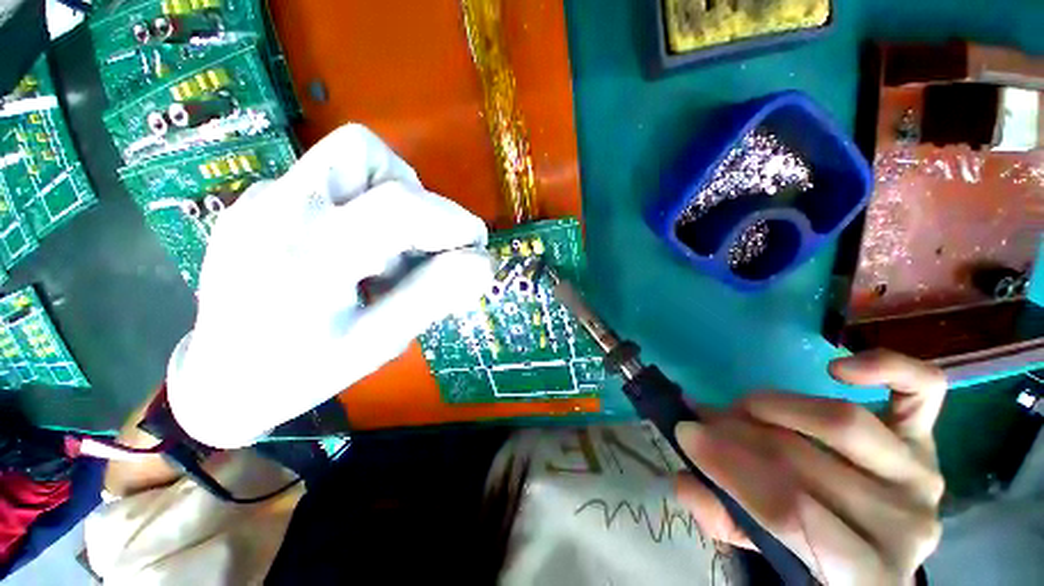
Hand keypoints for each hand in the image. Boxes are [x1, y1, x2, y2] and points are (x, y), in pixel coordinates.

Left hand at [167, 124, 493, 447]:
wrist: (220, 380)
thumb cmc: (299, 372)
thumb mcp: (377, 343)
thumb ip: (433, 296)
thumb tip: (483, 262)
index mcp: (305, 254)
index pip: (399, 206)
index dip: (454, 221)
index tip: (476, 248)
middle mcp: (276, 207)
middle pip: (365, 153)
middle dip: (416, 197)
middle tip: (421, 248)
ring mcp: (260, 198)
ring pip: (348, 158)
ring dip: (390, 197)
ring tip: (388, 252)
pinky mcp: (259, 201)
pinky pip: (330, 181)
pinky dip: (363, 209)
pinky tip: (354, 254)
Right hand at [675, 350, 945, 584]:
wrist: (878, 541)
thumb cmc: (818, 552)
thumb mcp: (768, 552)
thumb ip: (725, 520)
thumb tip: (685, 477)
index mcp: (869, 573)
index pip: (791, 513)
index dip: (731, 469)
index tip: (686, 434)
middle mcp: (905, 523)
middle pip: (808, 463)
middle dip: (738, 433)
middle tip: (703, 418)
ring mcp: (921, 474)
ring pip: (844, 423)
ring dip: (776, 406)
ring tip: (743, 407)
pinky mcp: (927, 436)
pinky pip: (922, 389)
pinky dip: (883, 367)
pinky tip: (836, 368)